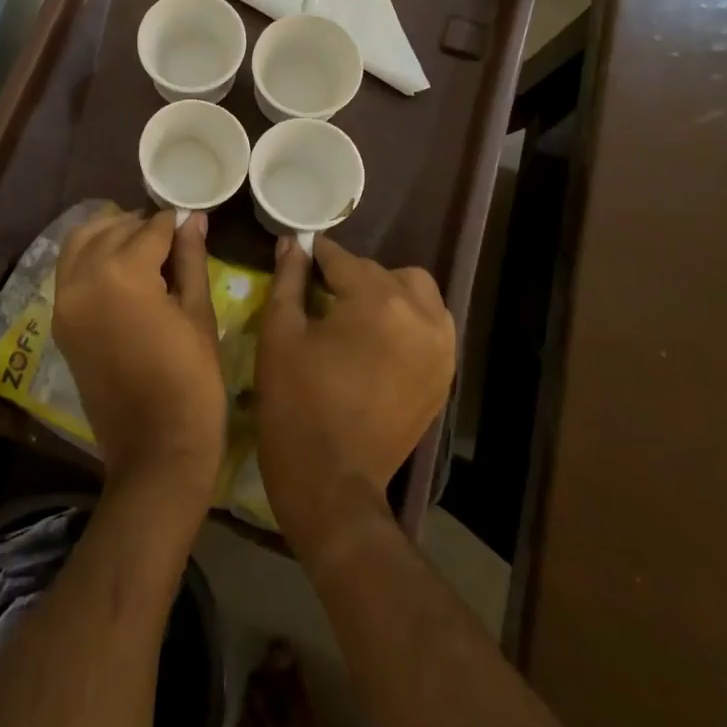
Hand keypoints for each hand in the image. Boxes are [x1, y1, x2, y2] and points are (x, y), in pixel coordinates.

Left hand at [52, 209, 227, 503]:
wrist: (155, 450)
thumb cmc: (192, 381)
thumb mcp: (199, 313)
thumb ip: (191, 258)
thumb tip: (193, 218)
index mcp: (123, 274)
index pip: (151, 228)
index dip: (176, 222)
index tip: (192, 220)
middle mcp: (84, 278)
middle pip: (115, 230)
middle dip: (144, 226)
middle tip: (173, 234)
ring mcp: (65, 301)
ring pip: (82, 242)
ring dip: (111, 233)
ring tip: (143, 245)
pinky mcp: (60, 322)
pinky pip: (70, 270)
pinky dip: (90, 256)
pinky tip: (120, 265)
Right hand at [256, 235, 456, 555]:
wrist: (332, 483)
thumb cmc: (295, 404)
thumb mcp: (280, 334)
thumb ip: (288, 279)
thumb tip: (293, 243)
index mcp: (377, 302)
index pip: (343, 259)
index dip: (316, 255)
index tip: (299, 255)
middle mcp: (420, 315)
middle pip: (380, 272)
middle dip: (349, 277)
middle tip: (319, 297)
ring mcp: (441, 347)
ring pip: (416, 291)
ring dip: (387, 292)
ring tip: (355, 316)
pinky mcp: (446, 374)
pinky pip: (432, 323)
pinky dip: (408, 319)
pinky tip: (379, 341)